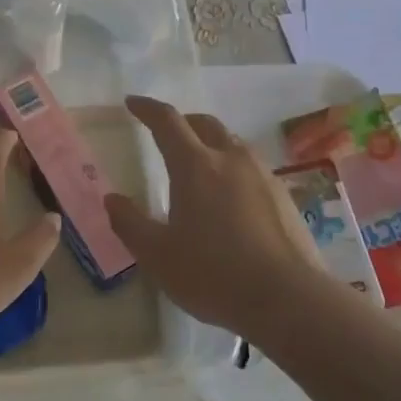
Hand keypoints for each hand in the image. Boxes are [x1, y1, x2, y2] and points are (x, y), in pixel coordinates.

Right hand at [106, 95, 332, 338]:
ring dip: (210, 142)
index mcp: (195, 165)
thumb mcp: (157, 256)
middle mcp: (231, 158)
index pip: (167, 121)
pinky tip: (230, 195)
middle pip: (204, 123)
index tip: (132, 103)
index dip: (147, 109)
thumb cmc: (213, 274)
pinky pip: (251, 166)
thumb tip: (113, 198)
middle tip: (165, 133)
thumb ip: (130, 223)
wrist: (287, 297)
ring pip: (231, 142)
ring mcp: (262, 174)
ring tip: (199, 163)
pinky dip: (232, 166)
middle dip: (181, 121)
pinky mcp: (283, 194)